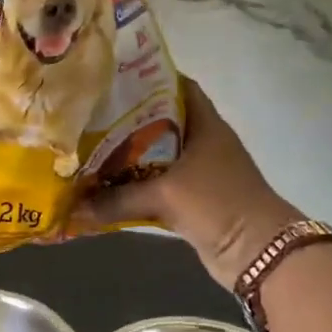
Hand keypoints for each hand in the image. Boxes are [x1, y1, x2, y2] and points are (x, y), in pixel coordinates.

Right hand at [74, 79, 302, 289]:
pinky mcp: (192, 199)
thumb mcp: (164, 195)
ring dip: (127, 157)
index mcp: (205, 125)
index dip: (147, 79)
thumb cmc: (217, 204)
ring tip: (88, 149)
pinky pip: (156, 186)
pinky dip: (134, 187)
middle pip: (160, 122)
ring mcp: (198, 172)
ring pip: (155, 156)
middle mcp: (202, 142)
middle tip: (89, 117)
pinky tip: (105, 187)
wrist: (257, 252)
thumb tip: (74, 206)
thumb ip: (117, 199)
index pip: (177, 87)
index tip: (111, 80)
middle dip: (126, 121)